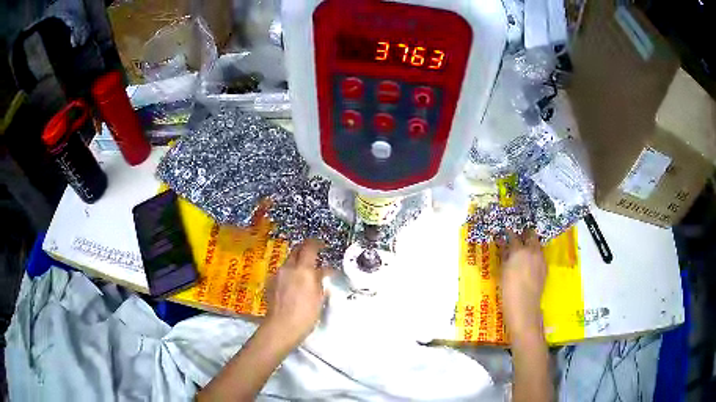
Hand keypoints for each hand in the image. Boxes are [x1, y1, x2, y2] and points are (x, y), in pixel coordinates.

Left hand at [264, 239, 331, 344]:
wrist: (282, 326)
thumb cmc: (306, 314)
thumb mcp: (319, 297)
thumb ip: (320, 280)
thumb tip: (324, 270)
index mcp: (303, 269)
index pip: (309, 246)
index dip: (316, 243)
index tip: (322, 246)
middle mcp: (288, 267)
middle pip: (296, 251)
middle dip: (305, 251)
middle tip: (314, 258)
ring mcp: (277, 275)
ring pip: (288, 263)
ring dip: (296, 264)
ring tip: (304, 275)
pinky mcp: (270, 283)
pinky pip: (282, 273)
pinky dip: (289, 274)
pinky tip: (293, 286)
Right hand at [500, 229, 546, 338]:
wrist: (524, 308)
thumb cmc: (508, 291)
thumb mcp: (502, 272)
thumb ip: (504, 257)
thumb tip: (504, 247)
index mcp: (519, 250)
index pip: (513, 236)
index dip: (508, 233)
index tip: (504, 232)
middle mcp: (532, 251)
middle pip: (530, 235)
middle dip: (524, 234)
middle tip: (517, 238)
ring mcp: (541, 259)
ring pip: (537, 245)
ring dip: (531, 244)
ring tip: (524, 250)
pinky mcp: (545, 268)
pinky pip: (540, 256)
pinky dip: (535, 255)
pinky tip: (529, 264)